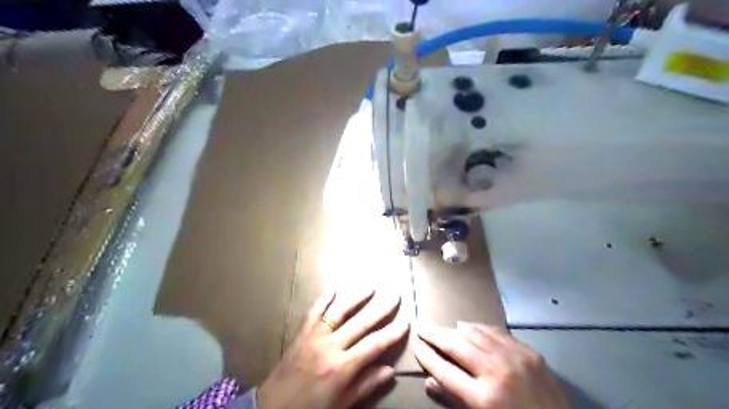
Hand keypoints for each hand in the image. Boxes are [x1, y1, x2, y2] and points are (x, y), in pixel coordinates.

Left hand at [257, 288, 408, 408]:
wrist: (273, 407)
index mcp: (342, 368)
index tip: (405, 322)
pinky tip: (334, 289)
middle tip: (395, 297)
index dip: (391, 334)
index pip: (374, 346)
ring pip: (339, 312)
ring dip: (356, 298)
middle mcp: (331, 347)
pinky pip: (314, 311)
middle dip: (380, 309)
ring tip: (370, 287)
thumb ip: (366, 386)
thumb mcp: (342, 404)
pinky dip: (324, 298)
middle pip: (361, 324)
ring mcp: (315, 336)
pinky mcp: (302, 332)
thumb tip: (390, 370)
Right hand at [412, 322, 572, 408]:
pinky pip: (497, 332)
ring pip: (475, 333)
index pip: (444, 371)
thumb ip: (455, 401)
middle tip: (421, 326)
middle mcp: (496, 372)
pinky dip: (479, 328)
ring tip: (443, 326)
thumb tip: (430, 381)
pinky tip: (470, 327)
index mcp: (484, 399)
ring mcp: (515, 358)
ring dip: (455, 329)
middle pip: (456, 345)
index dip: (427, 356)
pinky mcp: (529, 352)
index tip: (416, 345)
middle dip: (434, 335)